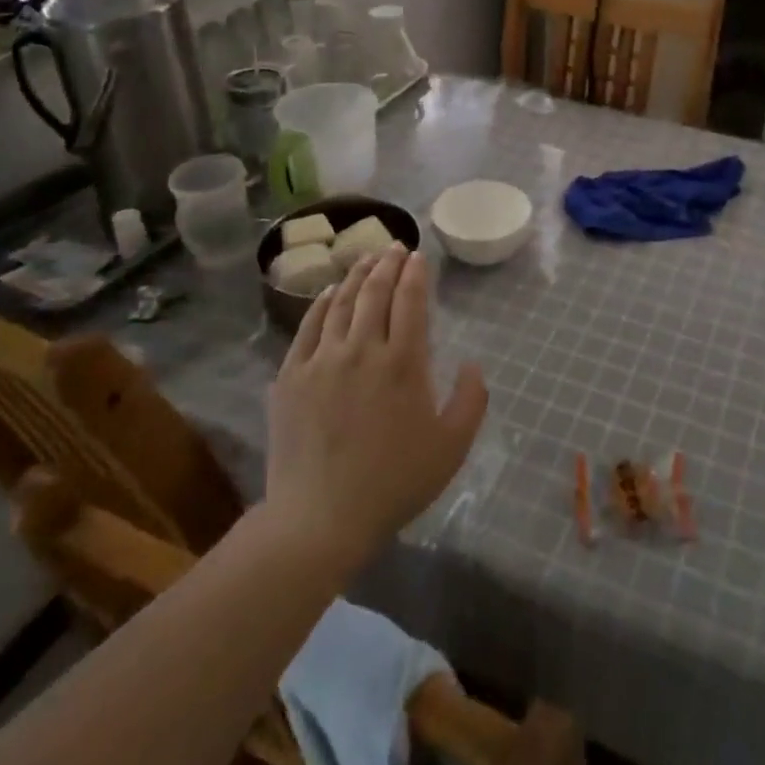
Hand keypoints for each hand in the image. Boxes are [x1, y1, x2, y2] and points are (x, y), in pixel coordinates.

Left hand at [266, 246, 486, 565]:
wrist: (321, 518)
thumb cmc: (395, 483)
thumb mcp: (452, 447)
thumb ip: (471, 400)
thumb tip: (473, 363)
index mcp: (404, 362)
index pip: (411, 301)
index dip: (415, 274)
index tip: (418, 257)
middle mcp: (362, 349)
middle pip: (375, 292)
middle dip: (387, 263)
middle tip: (394, 246)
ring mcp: (322, 360)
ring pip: (342, 302)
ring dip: (357, 275)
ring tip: (366, 257)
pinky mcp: (291, 376)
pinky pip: (308, 327)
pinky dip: (322, 303)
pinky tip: (329, 291)